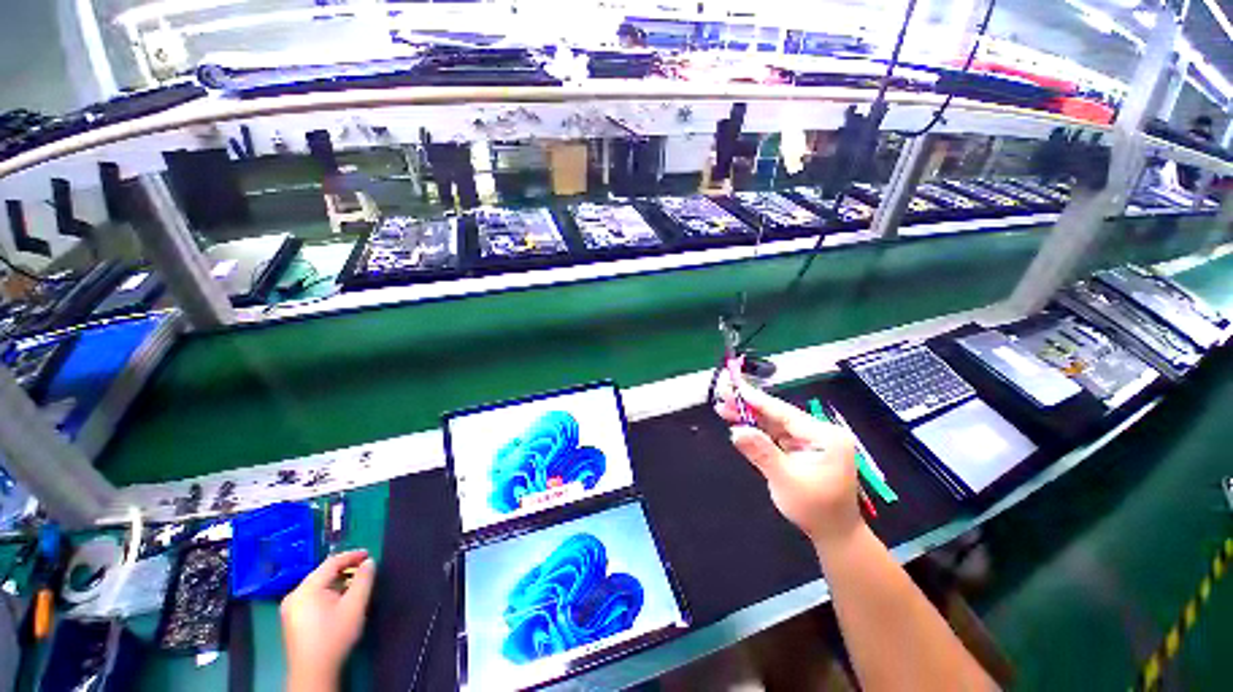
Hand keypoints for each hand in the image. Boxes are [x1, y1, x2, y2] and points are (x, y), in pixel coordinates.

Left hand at [281, 550, 375, 691]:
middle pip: (322, 574)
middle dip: (344, 570)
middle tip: (364, 570)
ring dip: (337, 582)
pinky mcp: (292, 619)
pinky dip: (327, 593)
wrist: (313, 672)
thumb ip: (364, 580)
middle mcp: (294, 595)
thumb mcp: (355, 605)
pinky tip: (339, 601)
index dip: (352, 556)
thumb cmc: (334, 635)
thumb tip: (369, 562)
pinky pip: (312, 596)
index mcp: (306, 589)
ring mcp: (290, 608)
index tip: (369, 554)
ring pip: (317, 586)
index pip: (331, 563)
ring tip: (355, 585)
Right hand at [715, 379, 860, 545]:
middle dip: (749, 405)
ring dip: (749, 416)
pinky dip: (755, 428)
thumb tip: (736, 431)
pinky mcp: (799, 448)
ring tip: (723, 407)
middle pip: (777, 415)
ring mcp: (808, 440)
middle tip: (723, 394)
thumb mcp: (786, 480)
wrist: (834, 534)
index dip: (757, 400)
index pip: (784, 413)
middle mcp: (818, 433)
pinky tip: (737, 422)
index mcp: (824, 437)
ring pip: (773, 423)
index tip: (735, 388)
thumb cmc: (815, 509)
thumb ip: (761, 452)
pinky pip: (774, 434)